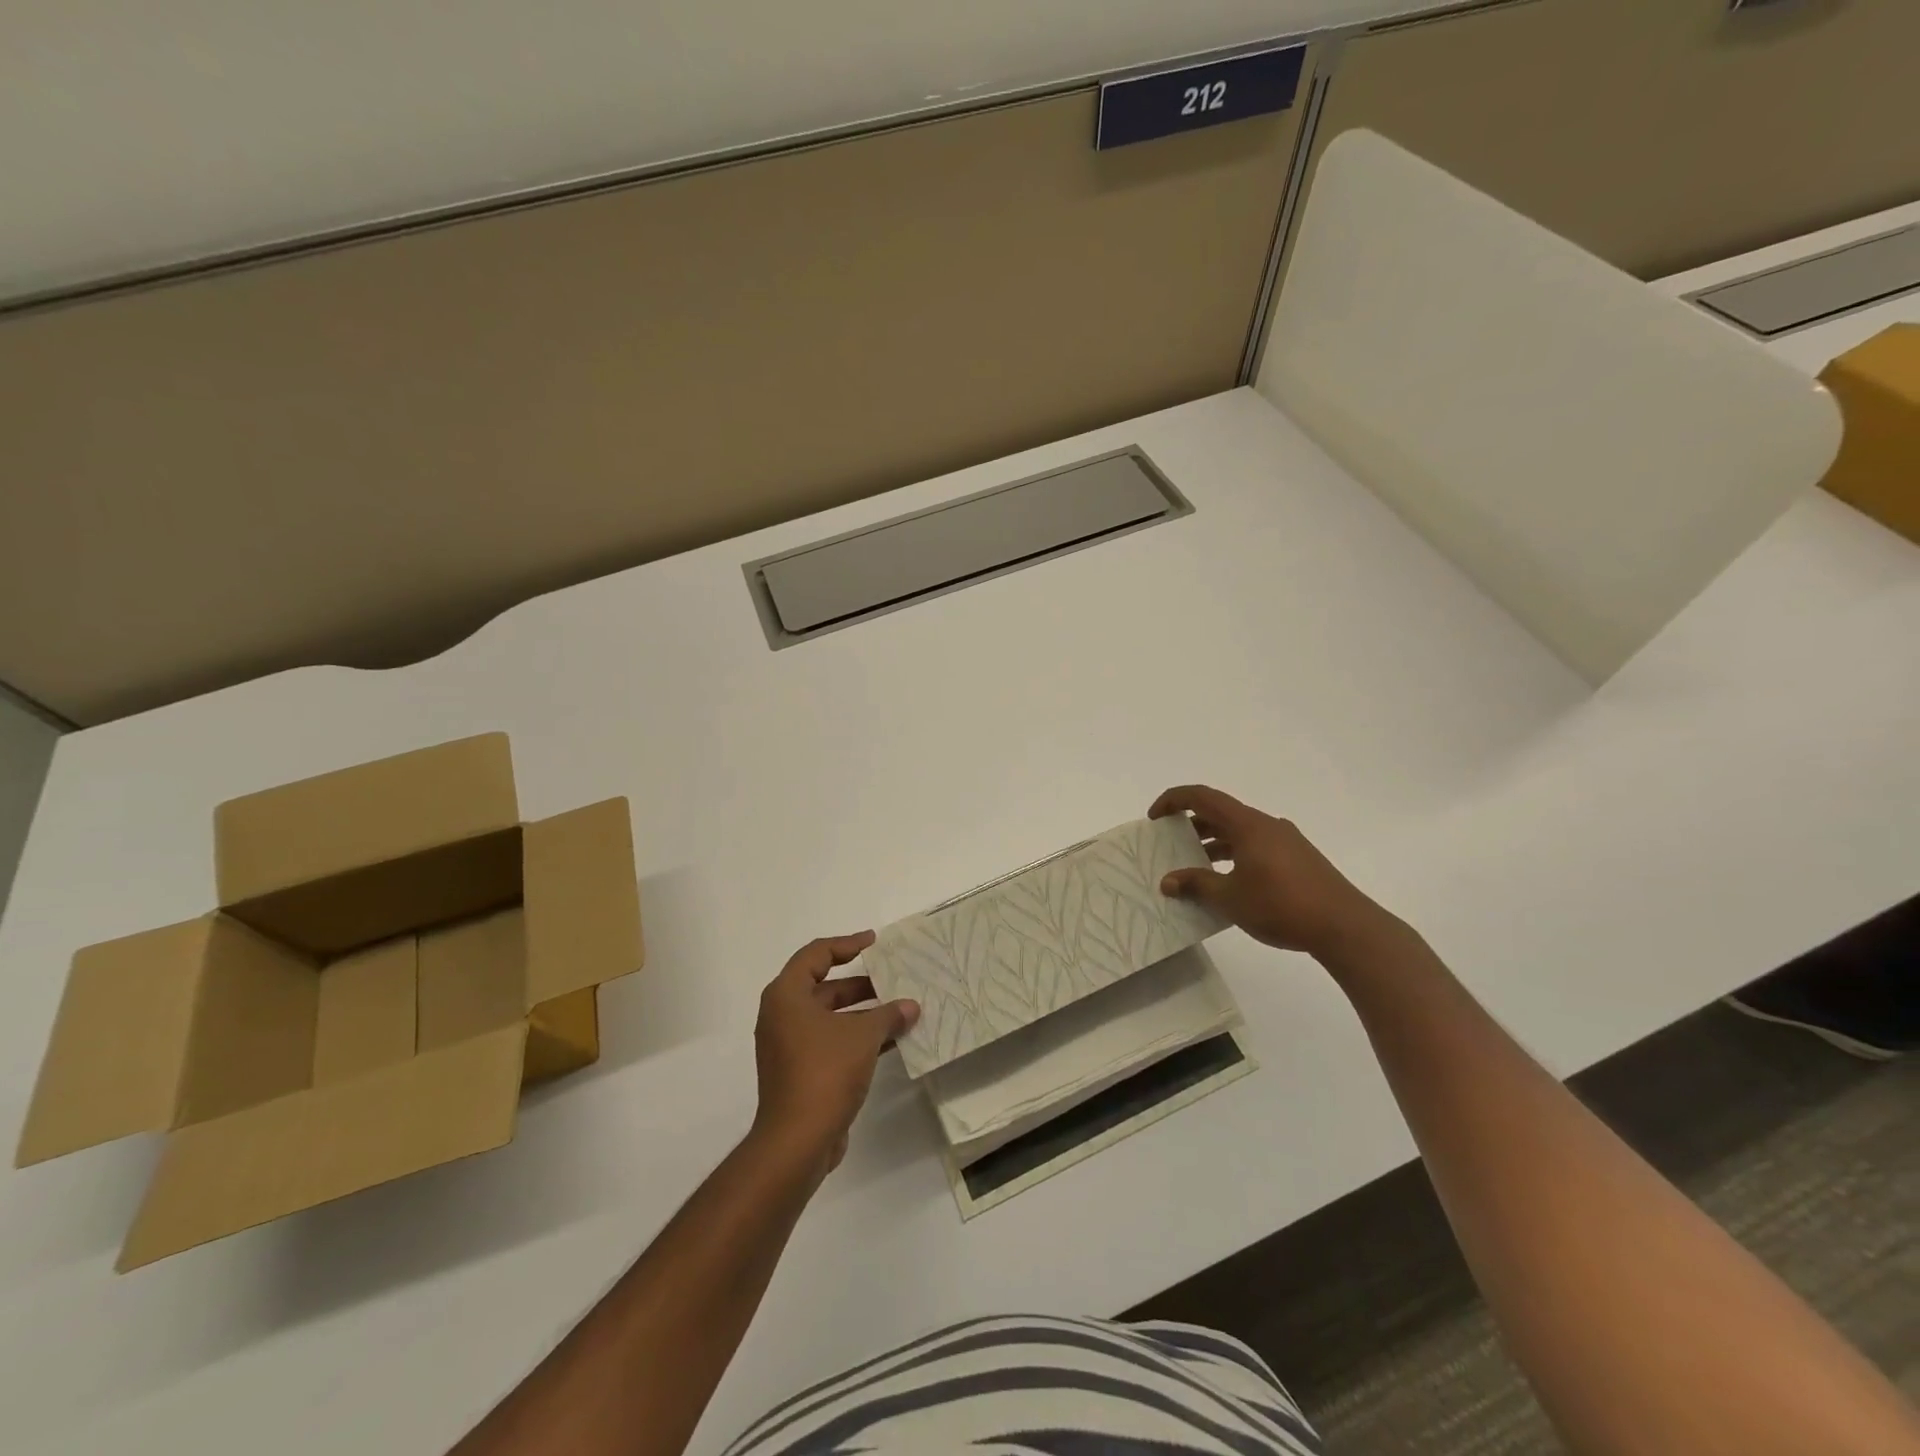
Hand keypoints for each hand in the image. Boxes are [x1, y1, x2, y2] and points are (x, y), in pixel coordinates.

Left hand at [751, 933, 919, 1178]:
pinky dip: (856, 1036)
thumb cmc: (825, 1072)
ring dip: (862, 1012)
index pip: (816, 954)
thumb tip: (910, 1006)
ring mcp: (788, 1046)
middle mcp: (782, 1015)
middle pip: (823, 986)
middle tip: (892, 978)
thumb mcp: (863, 1036)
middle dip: (860, 983)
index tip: (874, 942)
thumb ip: (888, 1015)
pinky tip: (890, 1040)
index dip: (846, 944)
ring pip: (829, 1016)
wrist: (797, 1142)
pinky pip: (830, 1041)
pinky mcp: (799, 1071)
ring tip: (899, 1009)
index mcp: (786, 996)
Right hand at [1149, 785, 1396, 963]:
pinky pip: (1256, 847)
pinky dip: (1235, 856)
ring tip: (1196, 869)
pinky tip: (1229, 884)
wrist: (1345, 926)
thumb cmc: (1282, 905)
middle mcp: (1267, 825)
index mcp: (1248, 825)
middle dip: (1192, 826)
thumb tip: (1168, 881)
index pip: (1203, 797)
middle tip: (1171, 846)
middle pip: (1221, 814)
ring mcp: (1286, 842)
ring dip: (1214, 845)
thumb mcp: (1230, 898)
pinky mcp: (1299, 860)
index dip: (1174, 800)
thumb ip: (1196, 884)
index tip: (1155, 818)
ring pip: (1239, 833)